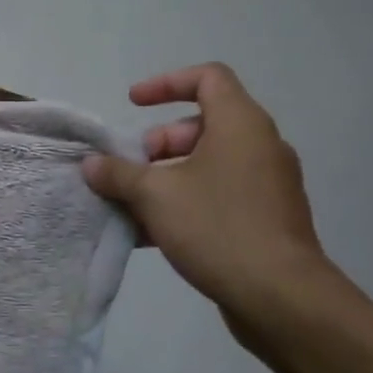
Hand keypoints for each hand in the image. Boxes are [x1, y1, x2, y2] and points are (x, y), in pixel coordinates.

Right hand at [82, 64, 332, 310]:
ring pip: (207, 165)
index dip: (166, 83)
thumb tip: (92, 164)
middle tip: (129, 171)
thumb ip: (118, 174)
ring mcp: (267, 184)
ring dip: (165, 179)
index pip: (208, 78)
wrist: (279, 295)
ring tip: (130, 207)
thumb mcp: (154, 195)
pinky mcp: (266, 218)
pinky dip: (184, 203)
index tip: (132, 104)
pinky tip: (150, 236)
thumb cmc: (216, 227)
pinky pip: (218, 196)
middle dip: (157, 145)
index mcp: (240, 125)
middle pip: (201, 126)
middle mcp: (260, 146)